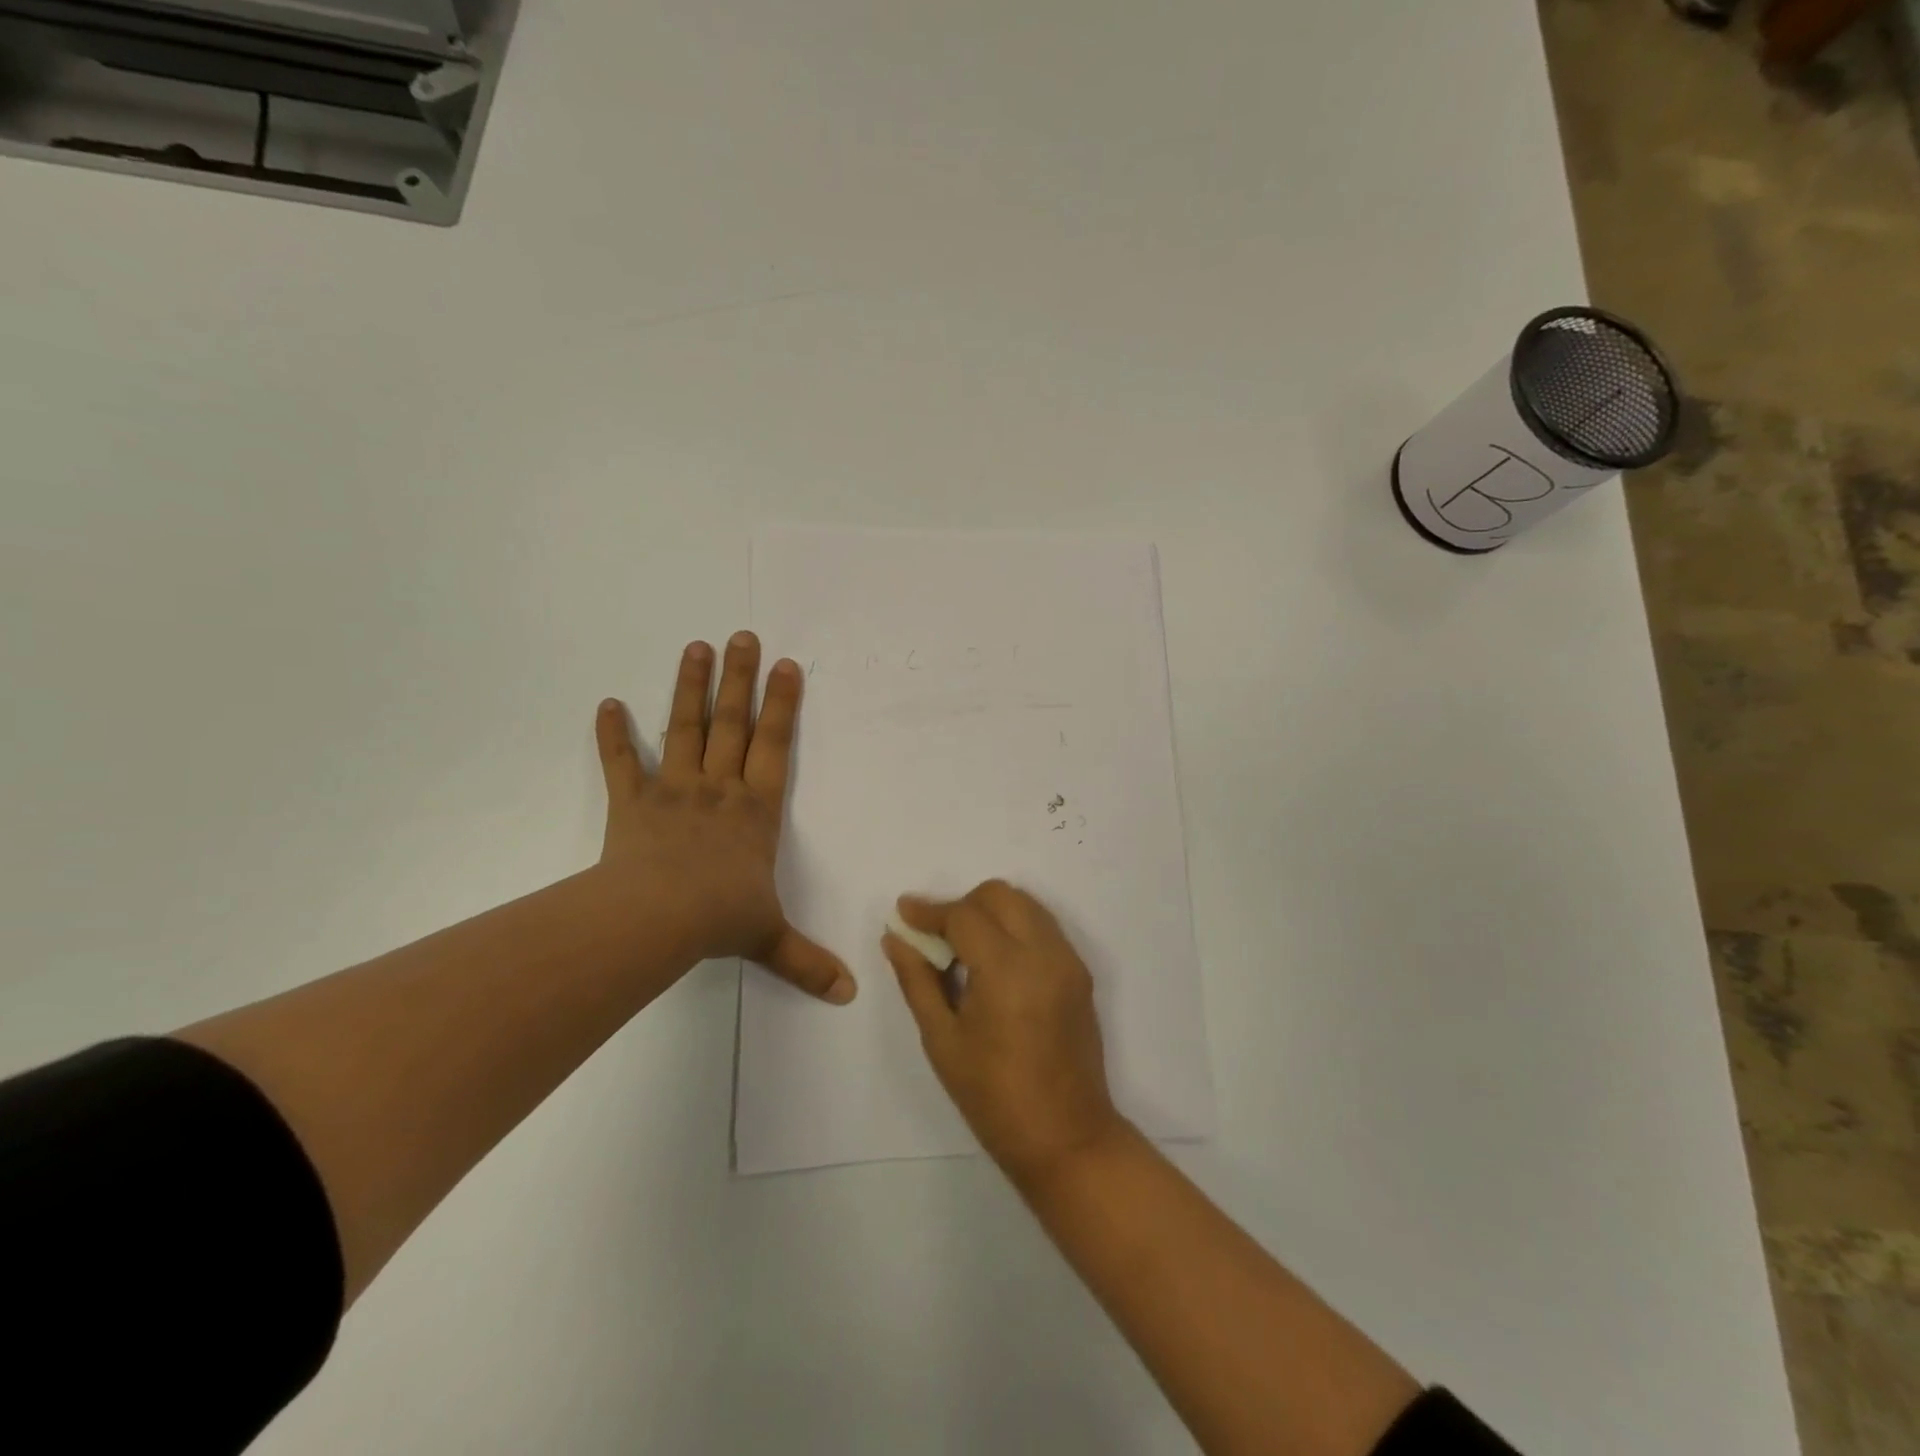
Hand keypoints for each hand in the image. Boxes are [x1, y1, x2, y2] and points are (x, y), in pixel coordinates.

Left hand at [594, 632, 854, 1003]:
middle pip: (733, 724)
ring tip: (694, 646)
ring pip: (685, 730)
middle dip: (740, 679)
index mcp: (756, 811)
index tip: (786, 666)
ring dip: (689, 688)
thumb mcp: (769, 939)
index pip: (776, 747)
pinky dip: (613, 735)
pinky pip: (621, 764)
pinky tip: (606, 703)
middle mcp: (718, 789)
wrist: (655, 920)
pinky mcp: (631, 803)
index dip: (783, 706)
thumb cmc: (718, 918)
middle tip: (742, 635)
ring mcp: (673, 791)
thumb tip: (850, 994)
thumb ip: (807, 961)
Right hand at [883, 881, 1125, 1187]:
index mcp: (1007, 969)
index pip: (964, 915)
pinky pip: (1043, 928)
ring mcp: (1068, 961)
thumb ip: (917, 980)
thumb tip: (895, 938)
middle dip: (963, 904)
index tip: (903, 912)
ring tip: (965, 950)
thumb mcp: (942, 1040)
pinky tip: (995, 966)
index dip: (929, 911)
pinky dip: (1015, 928)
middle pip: (1000, 895)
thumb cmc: (994, 1096)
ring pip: (1025, 905)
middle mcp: (1044, 952)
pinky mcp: (1080, 973)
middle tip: (937, 936)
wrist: (1067, 1138)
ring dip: (991, 912)